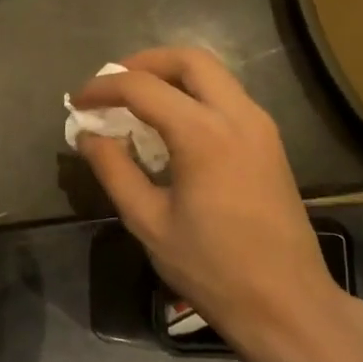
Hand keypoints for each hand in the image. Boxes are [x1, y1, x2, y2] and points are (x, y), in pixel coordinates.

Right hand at [70, 48, 357, 361]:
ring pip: (213, 75)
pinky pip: (227, 98)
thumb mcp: (148, 221)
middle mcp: (238, 116)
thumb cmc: (210, 267)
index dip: (103, 88)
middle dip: (143, 63)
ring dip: (171, 77)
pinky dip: (193, 96)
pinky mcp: (269, 143)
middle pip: (189, 60)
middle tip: (111, 84)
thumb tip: (89, 136)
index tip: (78, 103)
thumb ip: (114, 170)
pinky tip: (170, 127)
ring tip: (135, 103)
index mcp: (204, 134)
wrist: (284, 301)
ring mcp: (261, 127)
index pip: (143, 88)